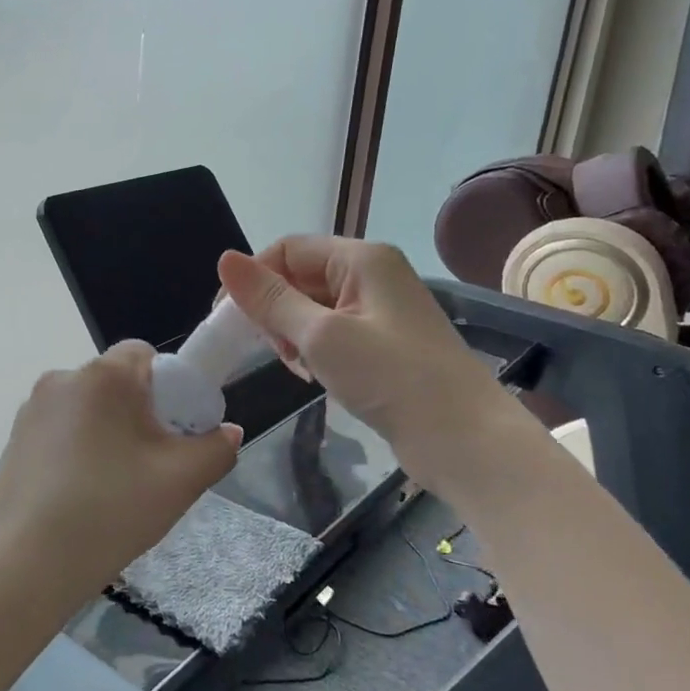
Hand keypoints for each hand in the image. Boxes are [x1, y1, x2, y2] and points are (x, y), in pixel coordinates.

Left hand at [0, 342, 241, 614]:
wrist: (25, 563)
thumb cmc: (110, 510)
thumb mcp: (180, 482)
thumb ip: (215, 449)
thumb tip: (226, 433)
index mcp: (102, 375)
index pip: (145, 354)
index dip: (170, 387)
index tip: (175, 432)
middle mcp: (61, 379)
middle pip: (116, 384)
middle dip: (139, 415)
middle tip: (152, 467)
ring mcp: (30, 410)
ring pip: (87, 411)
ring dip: (107, 435)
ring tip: (114, 490)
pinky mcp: (13, 441)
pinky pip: (60, 433)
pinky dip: (76, 453)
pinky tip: (80, 498)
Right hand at [218, 237, 506, 486]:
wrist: (465, 440)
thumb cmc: (392, 378)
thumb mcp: (321, 336)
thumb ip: (270, 299)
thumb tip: (225, 259)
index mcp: (361, 258)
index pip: (286, 250)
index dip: (252, 279)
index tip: (226, 321)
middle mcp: (371, 275)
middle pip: (298, 276)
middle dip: (273, 309)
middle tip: (268, 350)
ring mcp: (378, 310)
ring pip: (310, 306)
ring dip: (290, 332)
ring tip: (295, 366)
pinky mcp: (381, 342)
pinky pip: (329, 331)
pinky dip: (311, 349)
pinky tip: (311, 374)